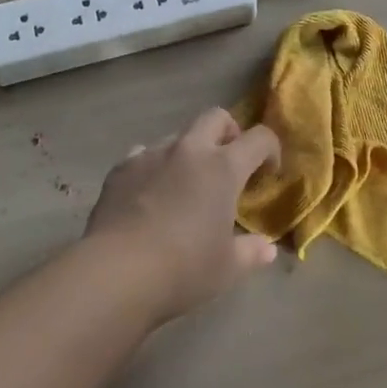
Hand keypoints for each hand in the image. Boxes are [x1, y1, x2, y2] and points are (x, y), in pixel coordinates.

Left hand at [85, 108, 281, 324]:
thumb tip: (267, 248)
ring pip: (178, 136)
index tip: (269, 170)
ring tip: (185, 185)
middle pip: (215, 117)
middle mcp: (189, 149)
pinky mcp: (122, 166)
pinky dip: (154, 167)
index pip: (258, 138)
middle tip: (229, 162)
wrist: (117, 270)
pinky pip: (143, 154)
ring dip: (188, 152)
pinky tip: (149, 195)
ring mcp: (152, 153)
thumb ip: (251, 253)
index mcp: (222, 168)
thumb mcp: (226, 269)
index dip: (270, 148)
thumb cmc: (183, 269)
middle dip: (228, 131)